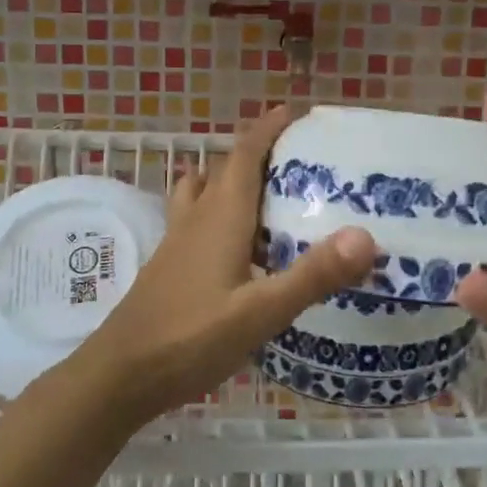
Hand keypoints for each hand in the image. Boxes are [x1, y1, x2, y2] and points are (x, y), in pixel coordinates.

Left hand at [65, 106, 375, 428]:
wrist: (120, 374)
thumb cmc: (190, 337)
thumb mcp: (261, 312)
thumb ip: (313, 275)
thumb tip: (366, 236)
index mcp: (221, 216)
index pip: (244, 156)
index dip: (266, 130)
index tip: (292, 113)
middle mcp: (197, 218)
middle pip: (225, 169)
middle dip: (257, 153)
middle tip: (296, 156)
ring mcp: (177, 241)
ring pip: (204, 193)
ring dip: (231, 180)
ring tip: (265, 192)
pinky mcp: (169, 265)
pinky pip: (196, 219)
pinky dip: (218, 212)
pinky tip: (237, 245)